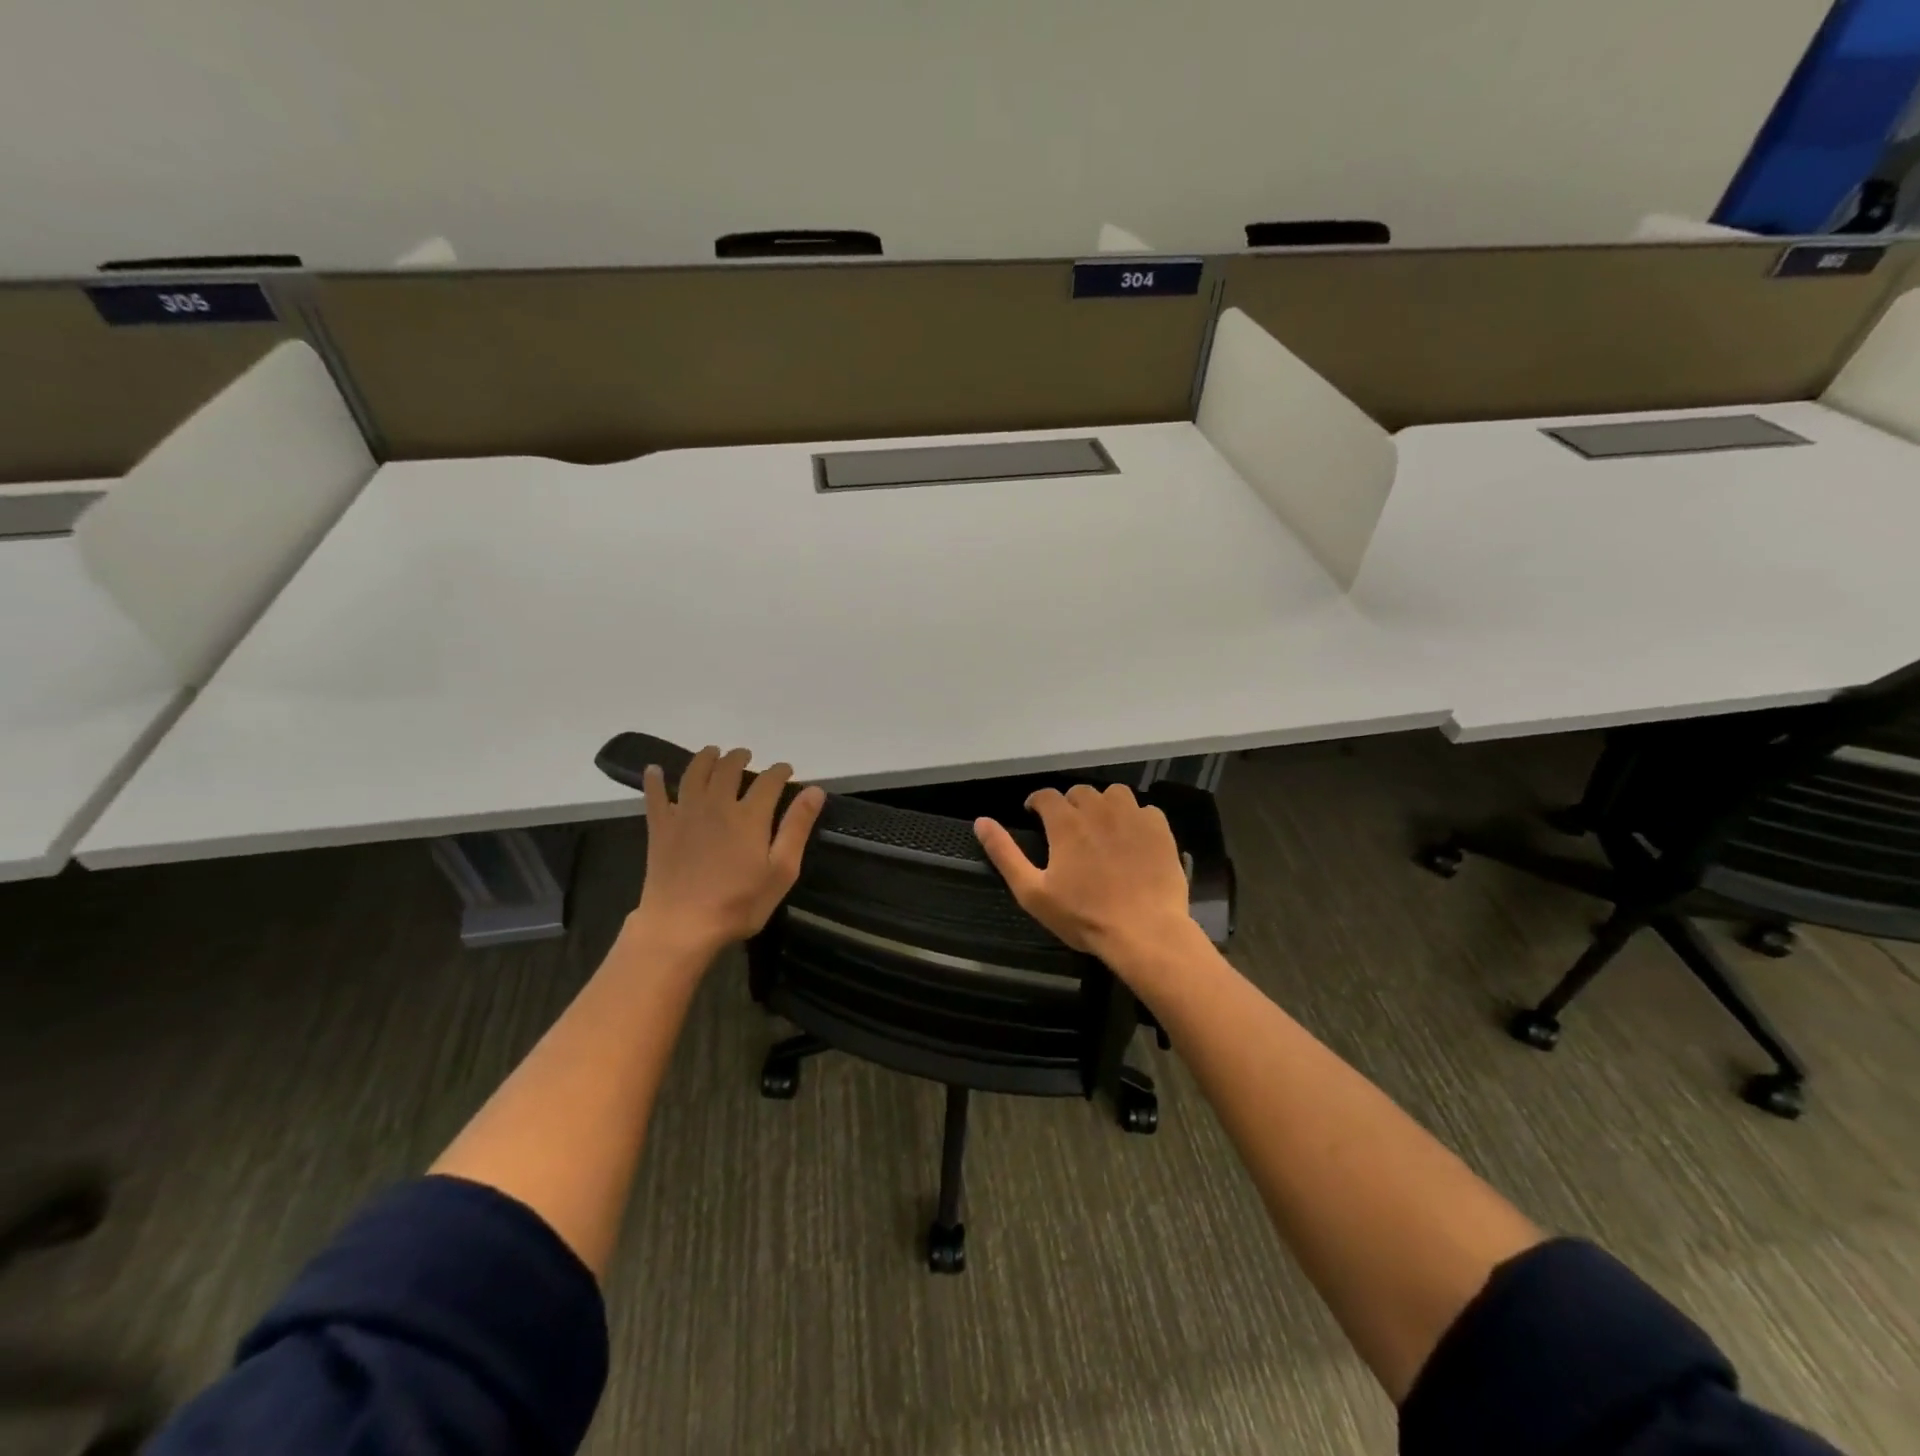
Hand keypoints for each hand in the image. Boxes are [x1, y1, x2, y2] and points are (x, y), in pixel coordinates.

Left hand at [629, 746, 825, 963]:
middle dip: (739, 758)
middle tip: (745, 755)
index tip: (786, 770)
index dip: (779, 771)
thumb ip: (796, 828)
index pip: (768, 781)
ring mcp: (685, 813)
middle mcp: (717, 805)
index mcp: (749, 816)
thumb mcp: (781, 871)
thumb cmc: (739, 903)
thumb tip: (814, 790)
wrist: (681, 924)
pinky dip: (655, 780)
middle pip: (728, 769)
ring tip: (712, 752)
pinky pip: (655, 796)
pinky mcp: (660, 828)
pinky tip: (655, 770)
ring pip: (694, 774)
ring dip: (705, 758)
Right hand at [974, 784, 1194, 969]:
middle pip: (1080, 791)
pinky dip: (1135, 818)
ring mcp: (1133, 817)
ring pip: (1114, 794)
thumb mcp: (1032, 891)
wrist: (1145, 932)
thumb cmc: (1083, 916)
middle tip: (1068, 830)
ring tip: (1102, 828)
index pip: (1046, 795)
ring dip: (1104, 805)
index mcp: (1066, 822)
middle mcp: (1099, 809)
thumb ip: (1005, 853)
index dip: (1037, 802)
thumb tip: (981, 822)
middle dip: (1070, 805)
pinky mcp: (1160, 829)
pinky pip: (1145, 810)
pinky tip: (1133, 839)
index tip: (1034, 815)